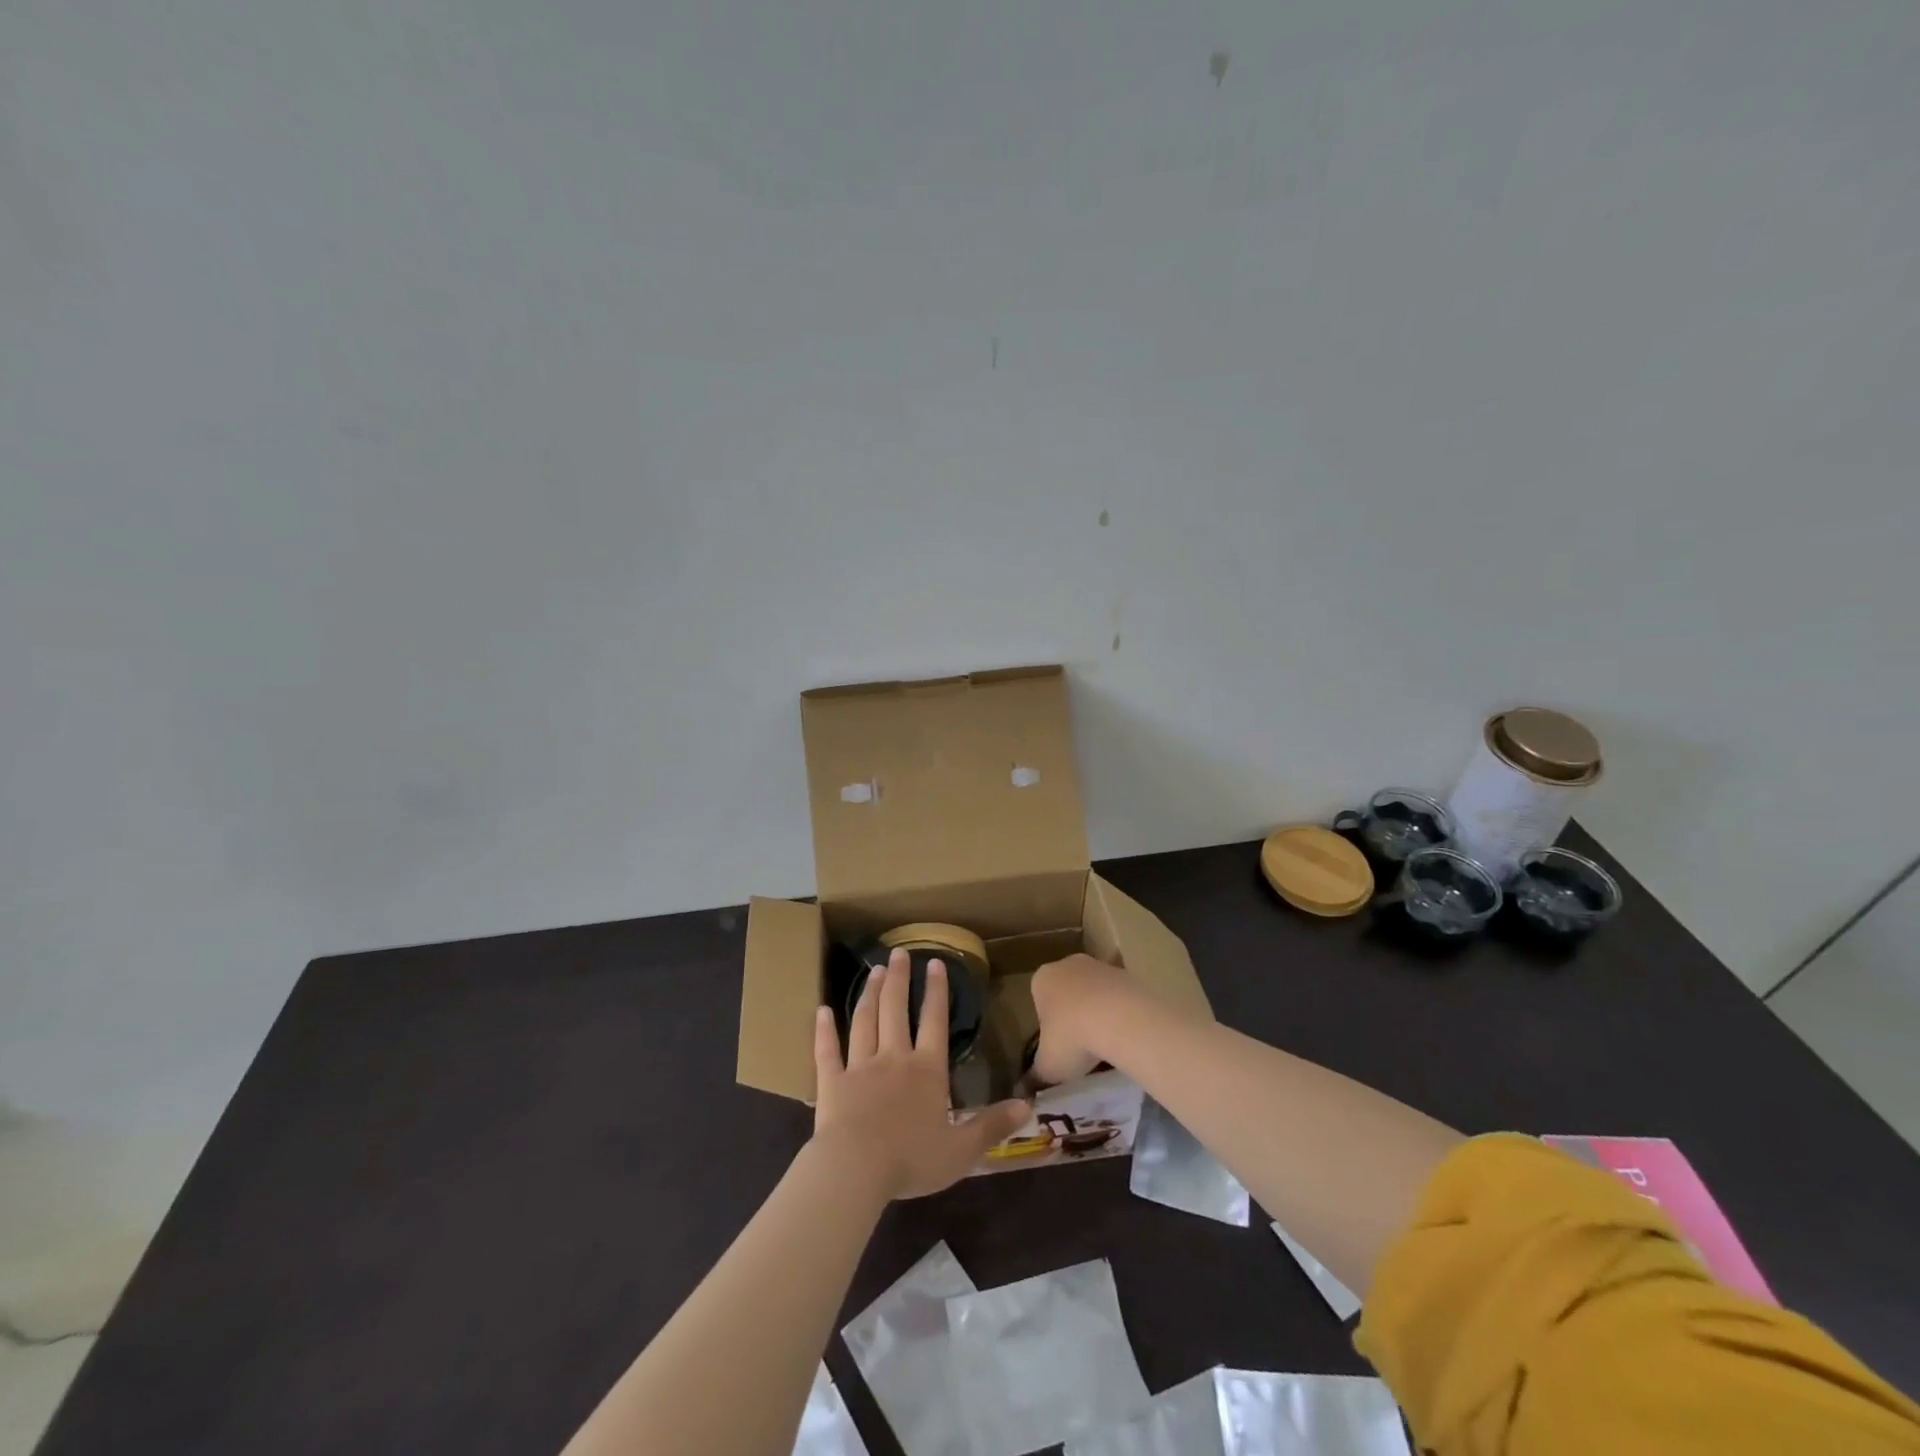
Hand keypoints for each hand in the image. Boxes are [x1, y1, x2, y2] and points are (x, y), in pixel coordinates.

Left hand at [811, 949, 1030, 1200]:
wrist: (855, 1169)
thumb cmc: (911, 1160)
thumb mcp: (962, 1150)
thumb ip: (992, 1125)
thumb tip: (1028, 1105)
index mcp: (926, 1071)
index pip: (934, 1022)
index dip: (936, 992)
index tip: (935, 963)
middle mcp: (893, 1058)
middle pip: (896, 1010)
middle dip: (898, 979)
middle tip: (898, 953)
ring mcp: (859, 1067)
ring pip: (865, 1021)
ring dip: (869, 994)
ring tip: (873, 971)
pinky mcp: (832, 1082)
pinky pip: (827, 1051)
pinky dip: (824, 1030)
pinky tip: (821, 1011)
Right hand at [1029, 953, 1134, 1085]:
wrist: (1120, 1019)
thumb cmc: (1071, 1038)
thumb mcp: (1047, 1067)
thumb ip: (1034, 1078)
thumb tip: (1023, 1094)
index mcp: (1042, 979)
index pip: (1038, 999)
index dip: (1047, 1025)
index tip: (1057, 1047)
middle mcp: (1068, 964)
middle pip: (1067, 992)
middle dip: (1072, 1015)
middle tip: (1080, 1047)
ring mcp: (1100, 966)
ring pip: (1094, 993)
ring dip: (1098, 1013)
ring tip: (1105, 1046)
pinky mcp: (1127, 974)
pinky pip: (1118, 997)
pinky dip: (1120, 1013)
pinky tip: (1124, 1037)